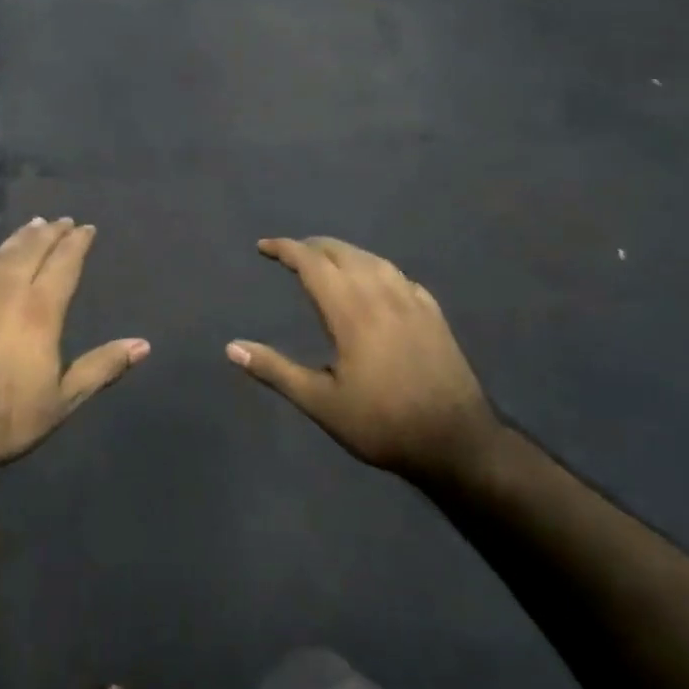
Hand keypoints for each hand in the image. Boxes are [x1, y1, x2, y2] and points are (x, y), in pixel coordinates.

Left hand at [0, 218, 148, 479]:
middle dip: (50, 233)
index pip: (64, 264)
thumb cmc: (6, 420)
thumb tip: (143, 345)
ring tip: (32, 225)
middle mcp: (6, 292)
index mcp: (40, 311)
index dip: (77, 243)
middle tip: (61, 221)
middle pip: (31, 250)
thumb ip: (102, 367)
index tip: (86, 228)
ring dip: (18, 237)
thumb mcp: (63, 400)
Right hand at [227, 237, 500, 478]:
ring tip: (326, 260)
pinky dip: (375, 268)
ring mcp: (413, 303)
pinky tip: (375, 281)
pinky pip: (399, 276)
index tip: (264, 247)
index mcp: (352, 312)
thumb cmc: (382, 424)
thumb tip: (232, 347)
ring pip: (374, 260)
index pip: (313, 264)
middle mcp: (382, 296)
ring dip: (344, 253)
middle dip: (313, 246)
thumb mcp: (321, 403)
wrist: (456, 442)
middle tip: (290, 252)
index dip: (286, 250)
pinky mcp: (434, 315)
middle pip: (343, 254)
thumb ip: (276, 370)